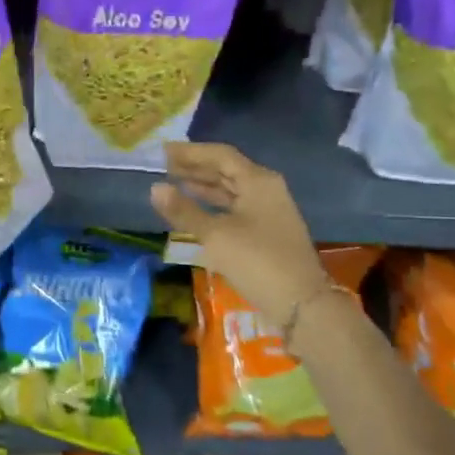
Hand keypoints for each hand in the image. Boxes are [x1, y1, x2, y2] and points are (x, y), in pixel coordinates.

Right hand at [151, 142, 329, 328]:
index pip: (220, 155)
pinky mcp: (266, 230)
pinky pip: (235, 207)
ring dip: (203, 185)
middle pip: (226, 170)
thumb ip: (184, 210)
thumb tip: (155, 188)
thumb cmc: (257, 261)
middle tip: (164, 166)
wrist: (300, 303)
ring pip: (231, 189)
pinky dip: (214, 204)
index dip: (190, 152)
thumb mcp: (215, 235)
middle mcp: (266, 189)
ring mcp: (268, 210)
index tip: (162, 152)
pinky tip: (196, 209)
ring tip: (174, 183)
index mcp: (258, 181)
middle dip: (195, 167)